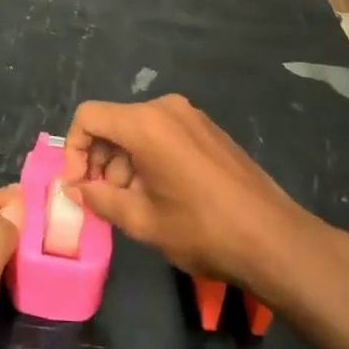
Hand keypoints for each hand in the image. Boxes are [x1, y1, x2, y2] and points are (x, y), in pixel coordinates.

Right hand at [63, 95, 314, 296]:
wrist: (274, 239)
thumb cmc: (202, 229)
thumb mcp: (142, 220)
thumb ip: (100, 199)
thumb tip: (73, 189)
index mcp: (145, 123)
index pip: (89, 117)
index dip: (73, 150)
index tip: (78, 186)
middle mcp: (166, 109)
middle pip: (114, 123)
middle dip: (99, 159)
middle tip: (102, 200)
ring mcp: (191, 117)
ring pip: (138, 130)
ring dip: (124, 162)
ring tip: (132, 204)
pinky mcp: (208, 130)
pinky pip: (163, 134)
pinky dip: (148, 158)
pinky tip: (159, 195)